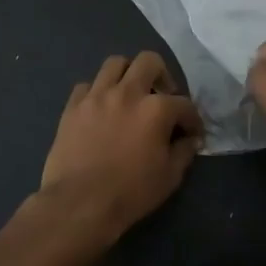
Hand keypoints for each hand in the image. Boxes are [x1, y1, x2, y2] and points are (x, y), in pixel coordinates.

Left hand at [39, 52, 201, 239]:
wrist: (79, 204)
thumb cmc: (130, 192)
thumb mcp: (169, 177)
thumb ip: (183, 152)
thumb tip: (190, 140)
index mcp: (156, 109)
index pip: (184, 104)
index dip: (192, 119)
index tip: (192, 133)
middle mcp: (127, 92)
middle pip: (149, 61)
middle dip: (162, 76)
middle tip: (162, 97)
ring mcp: (97, 96)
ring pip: (115, 64)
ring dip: (128, 74)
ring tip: (131, 94)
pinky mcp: (73, 106)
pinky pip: (87, 86)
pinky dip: (98, 92)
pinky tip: (102, 108)